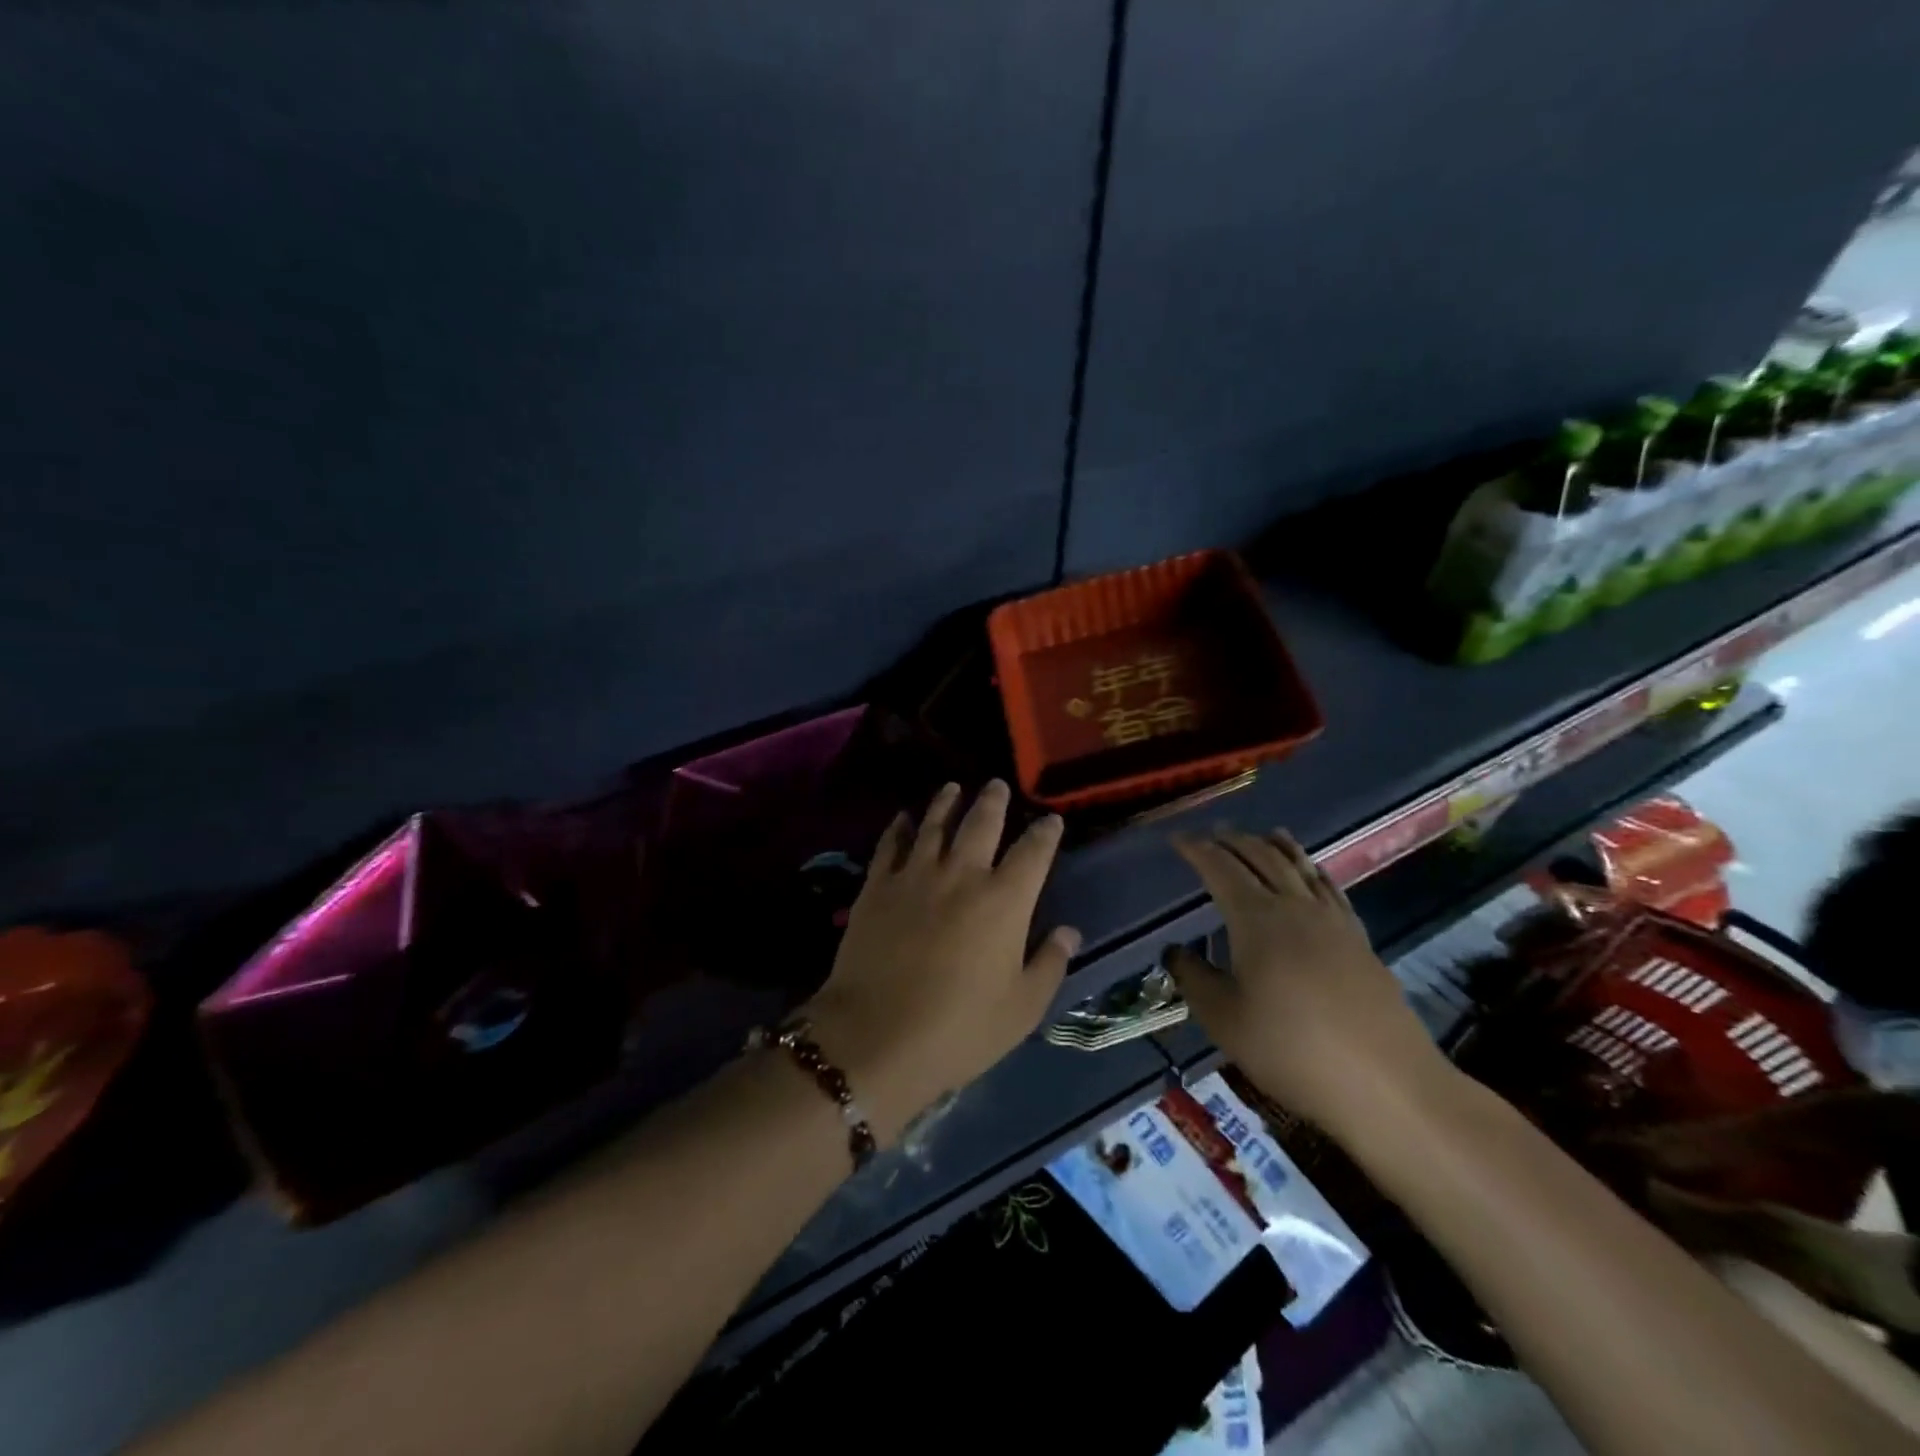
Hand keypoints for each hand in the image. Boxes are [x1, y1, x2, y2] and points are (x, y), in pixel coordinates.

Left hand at [802, 781, 1079, 1143]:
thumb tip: (1069, 931)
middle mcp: (962, 875)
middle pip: (981, 823)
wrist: (875, 1036)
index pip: (1033, 853)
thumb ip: (1049, 963)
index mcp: (1005, 901)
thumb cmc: (960, 1029)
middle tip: (997, 785)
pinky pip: (891, 845)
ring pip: (934, 824)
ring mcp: (915, 875)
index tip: (1051, 819)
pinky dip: (900, 827)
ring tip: (953, 788)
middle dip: (993, 801)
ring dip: (946, 802)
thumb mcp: (1021, 1008)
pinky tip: (904, 818)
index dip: (1045, 833)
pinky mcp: (877, 886)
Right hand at [1166, 827, 1452, 1133]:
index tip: (1177, 840)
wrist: (1385, 1084)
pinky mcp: (1360, 941)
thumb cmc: (1291, 1050)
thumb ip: (1193, 978)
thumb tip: (1175, 951)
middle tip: (1211, 835)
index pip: (1220, 869)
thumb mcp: (1224, 1019)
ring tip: (1264, 834)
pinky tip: (1313, 875)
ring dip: (1276, 847)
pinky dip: (1313, 871)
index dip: (1197, 850)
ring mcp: (1333, 922)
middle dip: (1233, 841)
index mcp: (1256, 919)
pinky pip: (1330, 889)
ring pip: (1300, 867)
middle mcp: (1294, 908)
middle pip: (1261, 858)